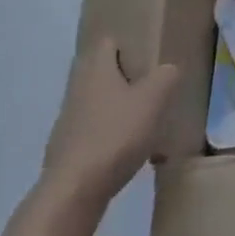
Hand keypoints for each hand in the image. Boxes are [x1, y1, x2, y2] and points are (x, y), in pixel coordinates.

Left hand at [41, 38, 180, 203]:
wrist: (73, 193)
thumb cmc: (115, 135)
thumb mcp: (154, 99)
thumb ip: (166, 77)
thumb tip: (168, 70)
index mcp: (96, 69)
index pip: (108, 42)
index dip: (126, 43)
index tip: (146, 51)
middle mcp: (77, 89)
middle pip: (99, 72)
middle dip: (121, 76)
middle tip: (148, 83)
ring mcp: (67, 122)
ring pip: (95, 103)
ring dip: (116, 107)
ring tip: (142, 119)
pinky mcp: (65, 151)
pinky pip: (92, 132)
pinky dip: (108, 135)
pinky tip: (127, 150)